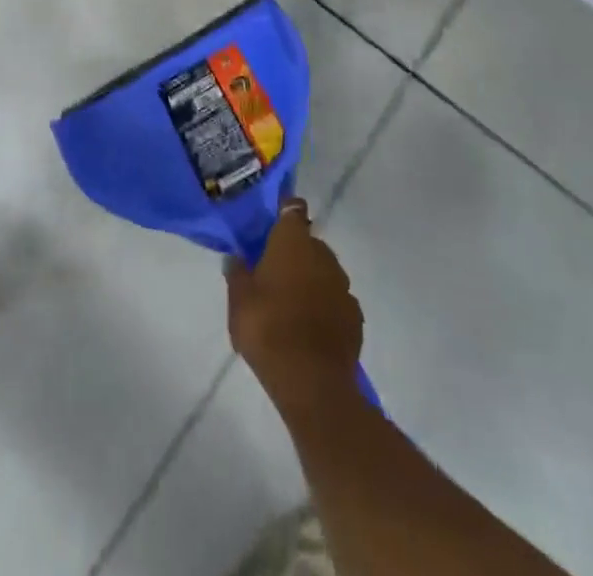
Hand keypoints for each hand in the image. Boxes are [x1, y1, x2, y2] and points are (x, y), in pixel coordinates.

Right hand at [226, 200, 363, 407]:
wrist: (311, 382)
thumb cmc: (267, 329)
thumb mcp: (238, 300)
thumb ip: (237, 273)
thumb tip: (237, 257)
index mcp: (292, 242)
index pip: (293, 209)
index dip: (285, 212)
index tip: (273, 224)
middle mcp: (322, 254)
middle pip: (309, 242)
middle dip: (295, 252)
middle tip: (274, 272)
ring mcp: (343, 285)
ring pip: (324, 271)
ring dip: (311, 279)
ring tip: (292, 302)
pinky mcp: (355, 316)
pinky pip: (337, 300)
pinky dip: (326, 305)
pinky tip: (311, 325)